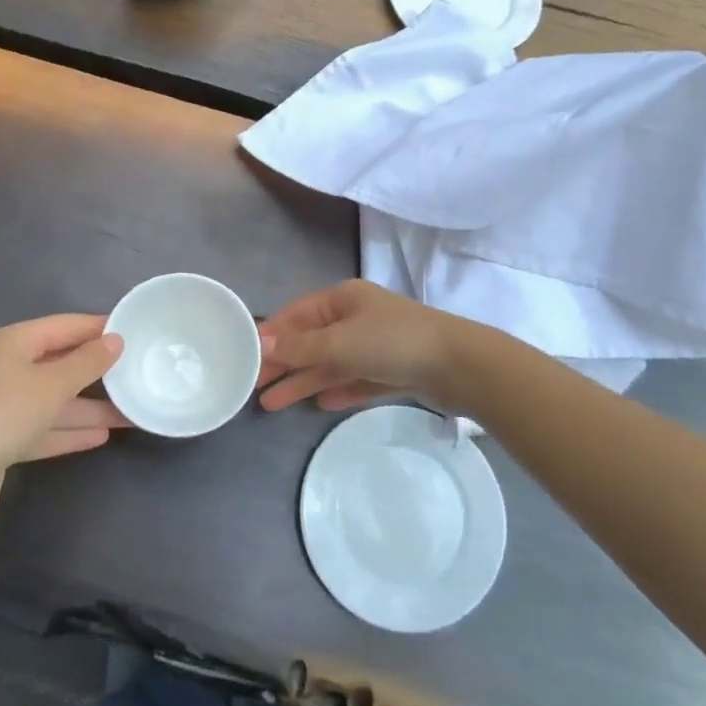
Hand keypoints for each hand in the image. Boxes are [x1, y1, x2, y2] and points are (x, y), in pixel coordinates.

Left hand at [0, 314, 127, 523]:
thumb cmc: (6, 412)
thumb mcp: (53, 383)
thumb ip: (88, 362)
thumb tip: (116, 339)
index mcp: (17, 341)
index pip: (67, 326)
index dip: (100, 328)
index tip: (135, 332)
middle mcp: (11, 366)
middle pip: (63, 363)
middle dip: (99, 372)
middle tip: (138, 372)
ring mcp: (8, 404)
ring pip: (57, 400)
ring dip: (91, 407)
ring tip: (131, 413)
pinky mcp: (6, 438)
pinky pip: (47, 427)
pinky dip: (71, 430)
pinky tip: (102, 436)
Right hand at [256, 280, 452, 412]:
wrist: (459, 366)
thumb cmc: (392, 342)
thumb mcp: (339, 342)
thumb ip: (299, 347)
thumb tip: (260, 344)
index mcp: (343, 299)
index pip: (296, 315)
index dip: (271, 335)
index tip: (245, 357)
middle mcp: (357, 318)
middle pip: (311, 341)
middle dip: (283, 364)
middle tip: (254, 388)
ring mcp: (376, 345)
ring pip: (330, 364)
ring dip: (303, 381)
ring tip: (272, 406)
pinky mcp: (392, 371)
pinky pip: (355, 379)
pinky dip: (336, 389)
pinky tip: (319, 404)